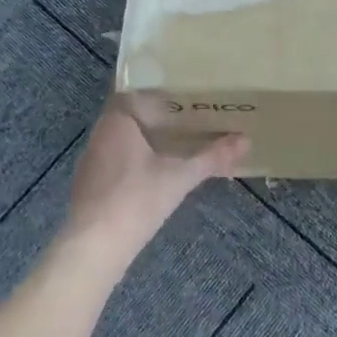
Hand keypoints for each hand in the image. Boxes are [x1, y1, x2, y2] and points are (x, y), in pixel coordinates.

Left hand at [61, 103, 247, 266]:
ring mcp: (92, 161)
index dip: (158, 88)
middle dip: (157, 114)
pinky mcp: (90, 185)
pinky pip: (116, 160)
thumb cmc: (136, 200)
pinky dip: (135, 159)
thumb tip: (245, 140)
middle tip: (189, 112)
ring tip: (177, 139)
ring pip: (122, 139)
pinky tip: (155, 170)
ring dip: (146, 138)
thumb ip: (212, 157)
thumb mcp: (180, 177)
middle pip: (130, 114)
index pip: (134, 89)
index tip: (183, 88)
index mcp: (116, 120)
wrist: (94, 248)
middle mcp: (100, 134)